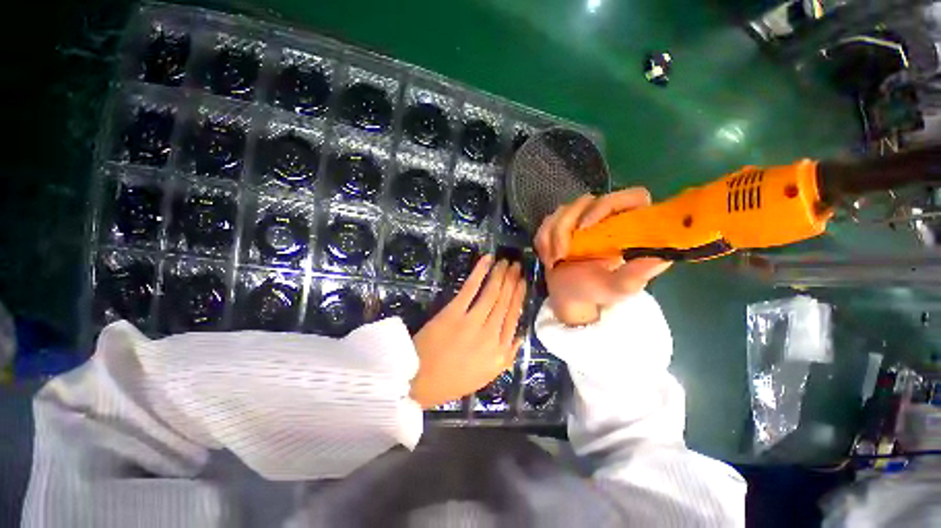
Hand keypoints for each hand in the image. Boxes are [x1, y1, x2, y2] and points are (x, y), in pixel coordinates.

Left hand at [409, 256, 526, 408]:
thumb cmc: (452, 380)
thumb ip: (507, 357)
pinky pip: (470, 288)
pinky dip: (480, 272)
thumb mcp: (486, 376)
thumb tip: (520, 336)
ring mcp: (472, 322)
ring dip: (500, 274)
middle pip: (505, 302)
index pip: (514, 317)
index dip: (519, 296)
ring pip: (492, 293)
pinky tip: (487, 260)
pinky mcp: (454, 312)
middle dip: (512, 281)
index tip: (523, 282)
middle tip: (516, 265)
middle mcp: (491, 334)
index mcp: (500, 351)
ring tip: (505, 262)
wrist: (420, 380)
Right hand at [534, 188, 671, 325]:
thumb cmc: (595, 291)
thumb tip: (661, 258)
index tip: (587, 227)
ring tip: (554, 260)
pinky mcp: (560, 224)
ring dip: (552, 236)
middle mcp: (606, 218)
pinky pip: (546, 221)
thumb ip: (635, 275)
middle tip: (562, 253)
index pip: (632, 197)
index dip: (608, 205)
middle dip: (566, 227)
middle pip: (586, 200)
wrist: (567, 296)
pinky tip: (548, 258)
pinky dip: (543, 240)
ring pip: (563, 210)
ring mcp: (580, 219)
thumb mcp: (618, 288)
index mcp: (629, 228)